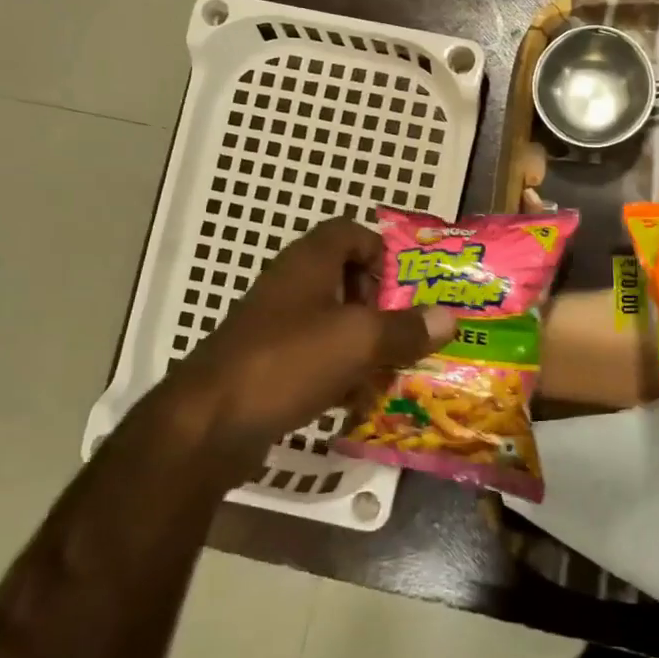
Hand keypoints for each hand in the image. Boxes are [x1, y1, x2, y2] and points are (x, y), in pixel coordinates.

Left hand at [158, 217, 456, 463]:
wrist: (207, 424)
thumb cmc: (287, 362)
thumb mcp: (358, 340)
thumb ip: (406, 328)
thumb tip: (451, 317)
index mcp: (309, 263)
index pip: (352, 233)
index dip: (383, 252)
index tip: (407, 288)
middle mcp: (291, 286)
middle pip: (346, 278)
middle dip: (382, 305)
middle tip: (408, 331)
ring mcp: (275, 326)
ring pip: (333, 322)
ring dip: (365, 342)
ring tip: (393, 368)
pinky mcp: (267, 364)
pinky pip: (315, 356)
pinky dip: (340, 371)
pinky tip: (359, 400)